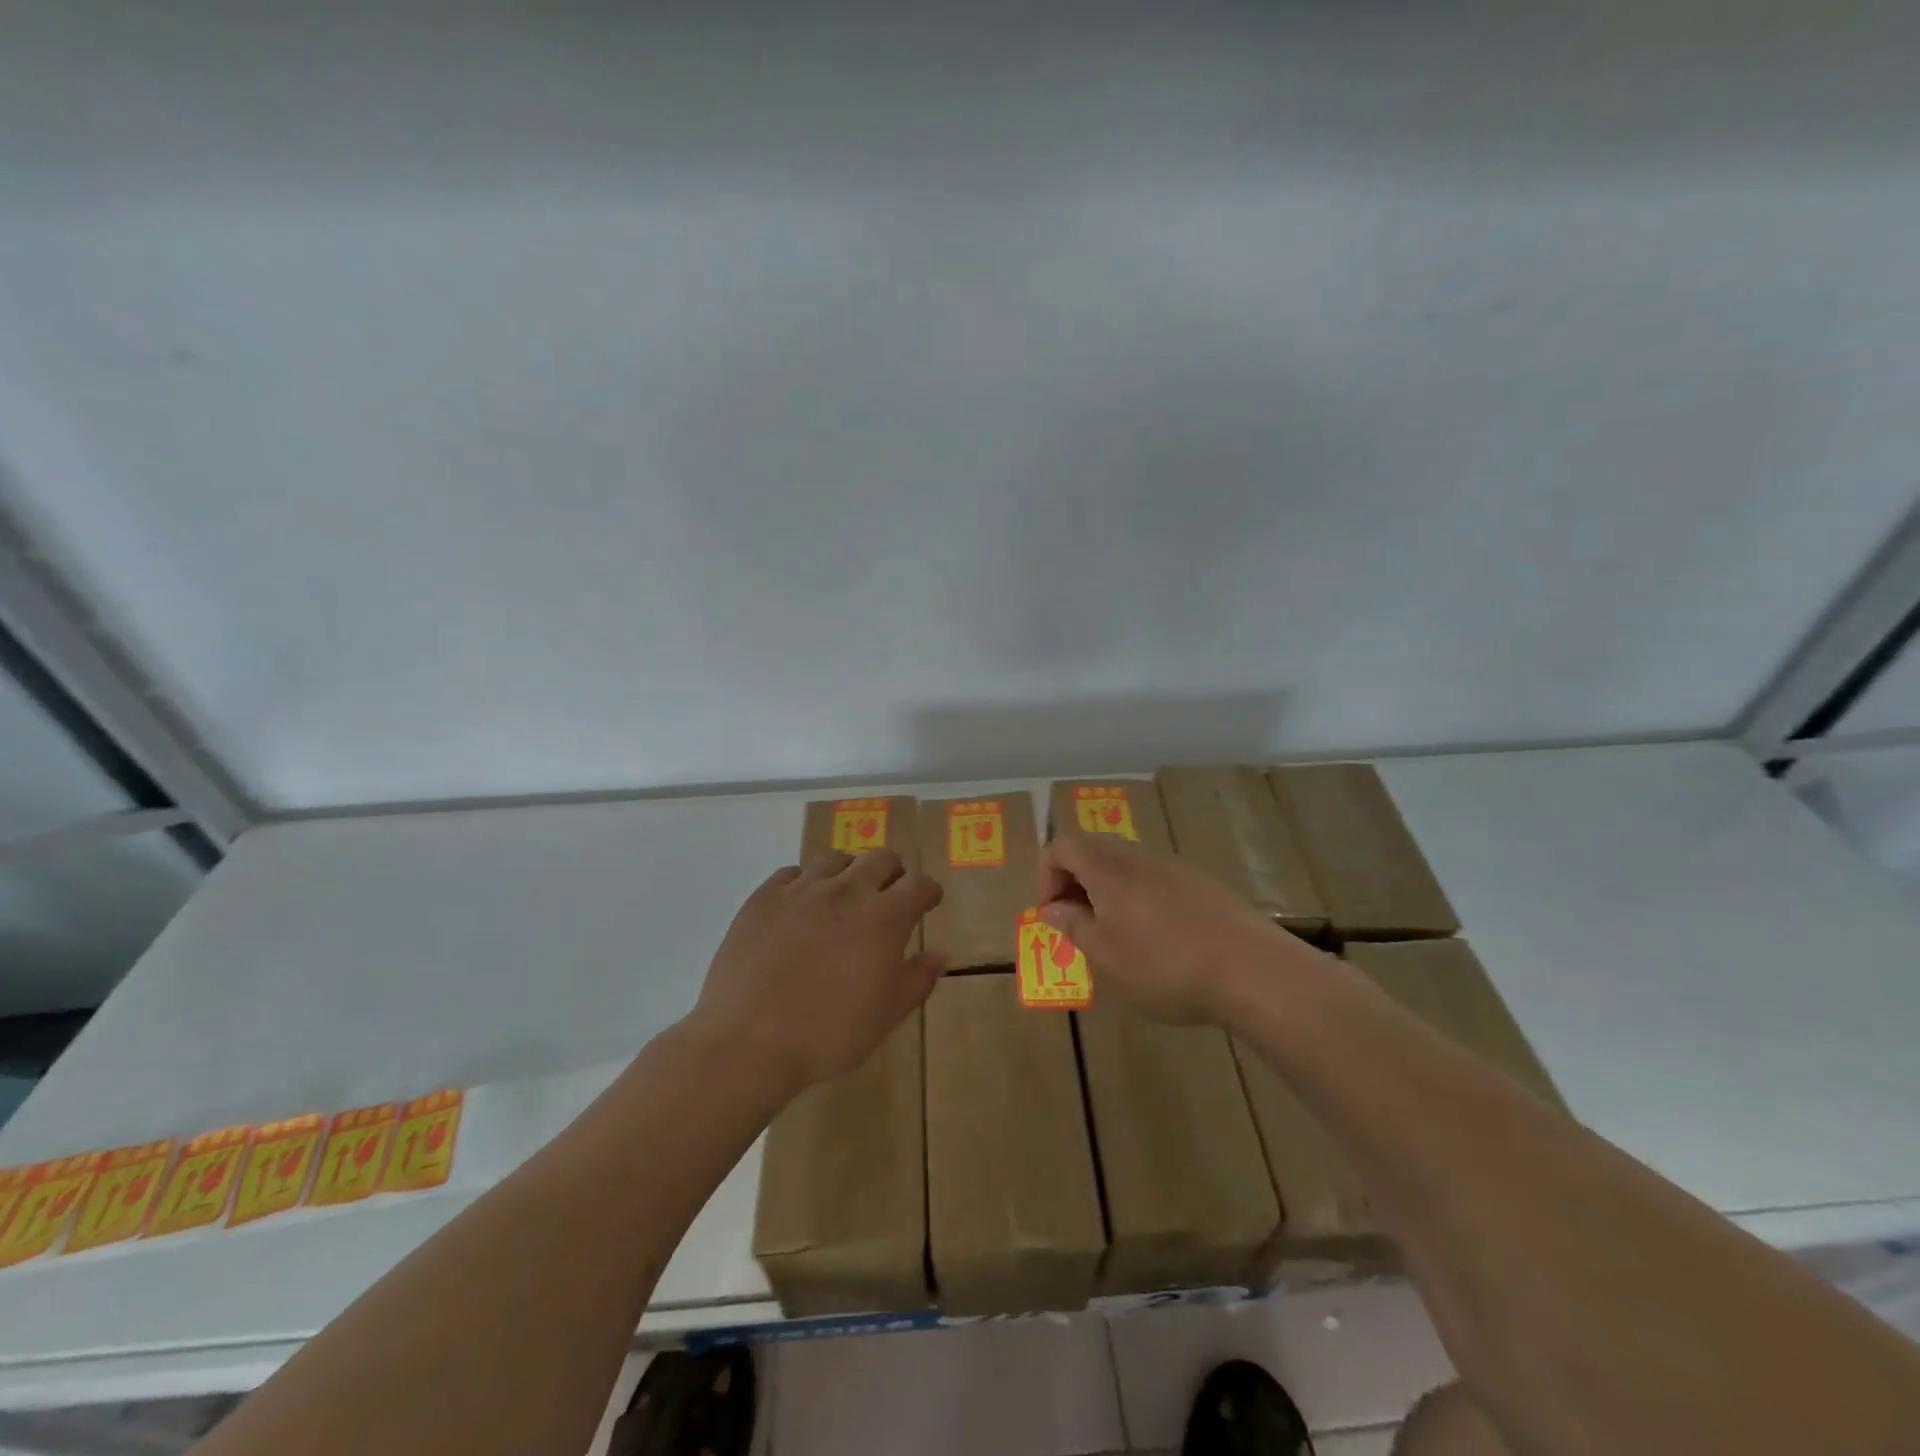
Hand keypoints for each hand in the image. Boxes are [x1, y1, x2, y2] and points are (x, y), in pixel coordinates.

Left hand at [688, 850, 944, 1094]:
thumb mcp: (885, 1016)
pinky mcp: (764, 897)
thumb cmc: (828, 1034)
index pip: (919, 884)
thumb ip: (917, 980)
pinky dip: (805, 883)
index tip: (928, 903)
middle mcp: (846, 891)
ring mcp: (802, 889)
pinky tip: (801, 906)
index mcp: (884, 917)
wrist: (747, 1041)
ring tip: (844, 898)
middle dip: (893, 874)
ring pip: (836, 859)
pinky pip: (792, 872)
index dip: (928, 891)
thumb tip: (938, 955)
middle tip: (888, 897)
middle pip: (881, 859)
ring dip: (849, 873)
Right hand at [1038, 831, 1318, 1025]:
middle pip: (1092, 849)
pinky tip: (1155, 938)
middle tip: (1076, 923)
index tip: (1051, 915)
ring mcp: (1172, 865)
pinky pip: (1153, 877)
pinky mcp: (1199, 882)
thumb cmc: (1165, 965)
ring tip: (1113, 935)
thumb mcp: (1106, 955)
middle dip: (1074, 881)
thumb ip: (1073, 926)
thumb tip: (1052, 907)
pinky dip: (1137, 897)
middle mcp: (1137, 855)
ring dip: (1105, 890)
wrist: (1251, 969)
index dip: (1046, 875)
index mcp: (1108, 868)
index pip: (1062, 846)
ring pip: (1123, 864)